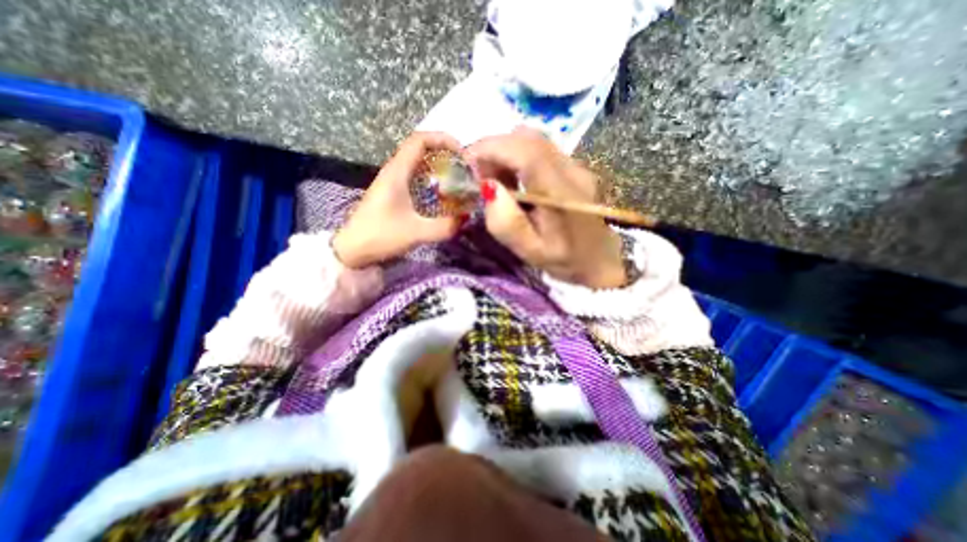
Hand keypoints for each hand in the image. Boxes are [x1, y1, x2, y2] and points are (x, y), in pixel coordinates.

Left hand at [337, 133, 463, 268]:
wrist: (352, 250)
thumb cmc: (380, 236)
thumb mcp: (415, 233)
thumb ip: (444, 226)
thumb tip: (465, 218)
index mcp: (397, 172)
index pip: (420, 140)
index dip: (442, 139)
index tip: (462, 154)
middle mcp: (394, 171)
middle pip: (421, 149)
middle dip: (445, 153)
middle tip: (464, 168)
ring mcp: (392, 182)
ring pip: (418, 163)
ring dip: (439, 166)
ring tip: (457, 179)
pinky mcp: (393, 193)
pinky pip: (416, 177)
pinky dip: (432, 179)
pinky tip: (442, 194)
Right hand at [466, 128, 627, 289]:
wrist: (602, 261)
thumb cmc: (565, 260)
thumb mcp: (532, 251)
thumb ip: (508, 223)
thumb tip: (488, 187)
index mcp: (561, 193)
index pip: (526, 151)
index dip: (492, 147)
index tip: (467, 160)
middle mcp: (572, 170)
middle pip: (528, 139)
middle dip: (495, 148)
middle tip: (478, 173)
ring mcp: (576, 166)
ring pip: (535, 141)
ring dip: (506, 152)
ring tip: (494, 178)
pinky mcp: (575, 169)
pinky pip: (542, 151)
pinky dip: (519, 158)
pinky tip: (514, 181)